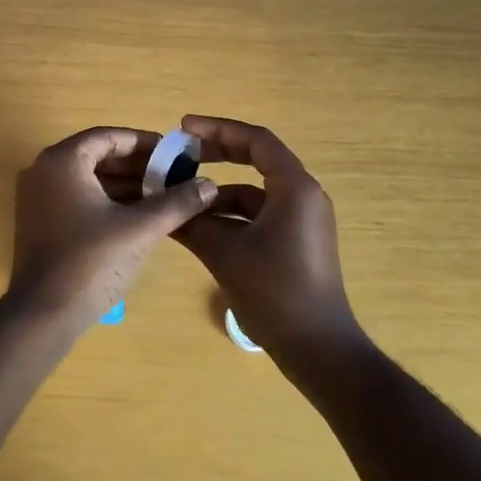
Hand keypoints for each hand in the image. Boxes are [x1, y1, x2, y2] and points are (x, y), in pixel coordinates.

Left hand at [11, 126, 216, 331]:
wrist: (42, 316)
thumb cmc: (90, 262)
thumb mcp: (140, 229)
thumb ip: (176, 202)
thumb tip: (209, 185)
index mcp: (62, 160)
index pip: (108, 137)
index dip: (144, 143)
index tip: (174, 154)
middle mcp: (43, 170)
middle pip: (97, 155)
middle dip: (137, 166)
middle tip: (172, 176)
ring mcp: (37, 197)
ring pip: (88, 178)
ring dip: (124, 185)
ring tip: (162, 196)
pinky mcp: (39, 221)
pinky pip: (77, 197)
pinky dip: (106, 201)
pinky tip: (136, 216)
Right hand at [172, 115, 364, 366]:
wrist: (320, 351)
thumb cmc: (276, 293)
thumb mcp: (226, 254)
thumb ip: (192, 223)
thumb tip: (160, 201)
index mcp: (294, 188)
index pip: (255, 140)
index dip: (218, 129)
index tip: (183, 129)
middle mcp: (303, 196)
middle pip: (257, 159)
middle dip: (217, 153)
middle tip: (180, 153)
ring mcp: (301, 220)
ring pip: (255, 191)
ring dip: (219, 190)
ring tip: (181, 195)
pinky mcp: (296, 241)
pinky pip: (259, 214)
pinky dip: (231, 214)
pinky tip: (201, 226)